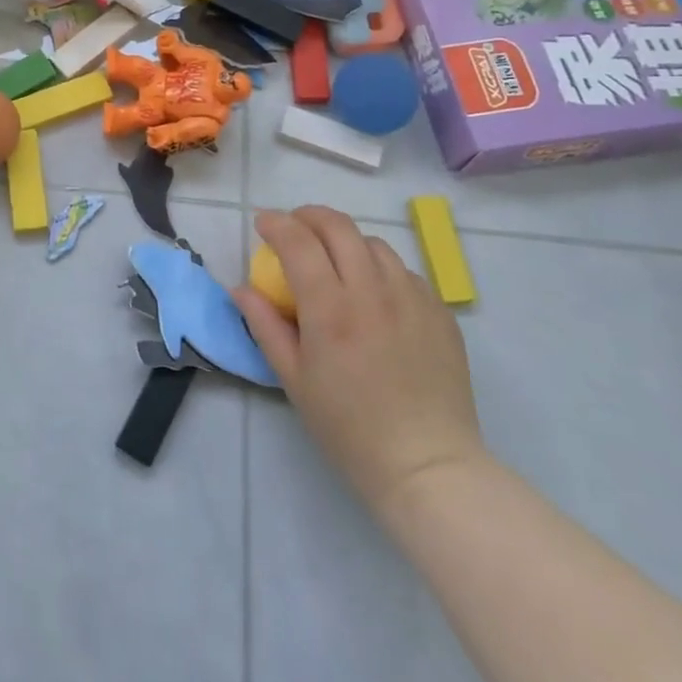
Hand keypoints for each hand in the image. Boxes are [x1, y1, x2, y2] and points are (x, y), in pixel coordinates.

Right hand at [233, 207, 483, 515]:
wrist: (427, 464)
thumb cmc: (348, 427)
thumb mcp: (293, 379)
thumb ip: (265, 326)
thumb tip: (241, 289)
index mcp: (331, 309)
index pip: (299, 242)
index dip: (276, 224)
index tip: (262, 224)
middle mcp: (373, 292)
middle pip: (339, 227)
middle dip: (309, 216)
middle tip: (294, 228)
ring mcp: (412, 299)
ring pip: (374, 244)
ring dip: (346, 241)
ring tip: (335, 262)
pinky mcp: (440, 313)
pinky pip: (404, 272)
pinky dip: (379, 268)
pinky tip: (374, 295)